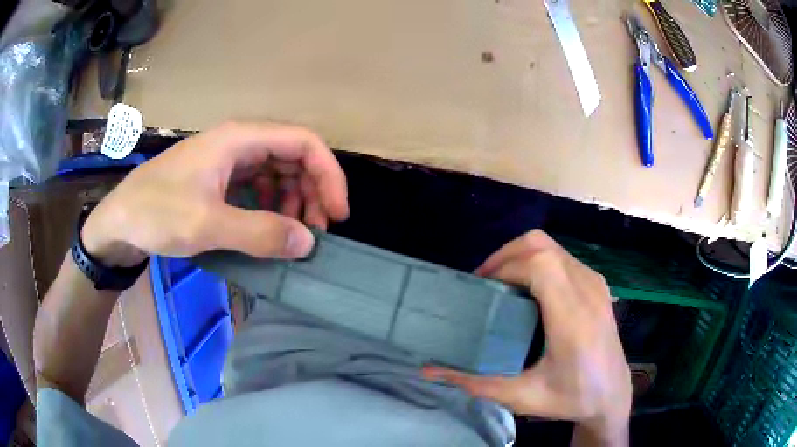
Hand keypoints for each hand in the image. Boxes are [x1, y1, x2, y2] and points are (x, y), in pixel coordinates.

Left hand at [82, 122, 348, 265]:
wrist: (119, 221)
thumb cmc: (156, 213)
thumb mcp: (207, 224)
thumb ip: (260, 232)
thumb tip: (308, 243)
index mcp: (240, 139)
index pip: (304, 143)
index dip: (329, 175)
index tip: (337, 215)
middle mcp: (239, 143)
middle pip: (294, 158)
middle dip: (313, 193)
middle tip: (315, 234)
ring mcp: (229, 161)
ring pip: (278, 173)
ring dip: (294, 202)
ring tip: (293, 236)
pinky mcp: (219, 180)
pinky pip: (259, 187)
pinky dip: (272, 207)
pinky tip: (268, 229)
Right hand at [423, 230, 630, 445]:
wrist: (613, 395)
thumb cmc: (572, 397)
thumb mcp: (522, 397)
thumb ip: (475, 383)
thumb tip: (429, 371)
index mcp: (571, 317)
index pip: (538, 264)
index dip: (504, 266)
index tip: (481, 287)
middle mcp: (586, 290)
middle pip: (542, 244)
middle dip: (506, 254)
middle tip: (485, 282)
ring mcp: (595, 283)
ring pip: (552, 246)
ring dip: (522, 256)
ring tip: (502, 285)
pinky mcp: (598, 285)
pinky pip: (563, 257)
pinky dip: (539, 262)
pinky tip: (529, 290)